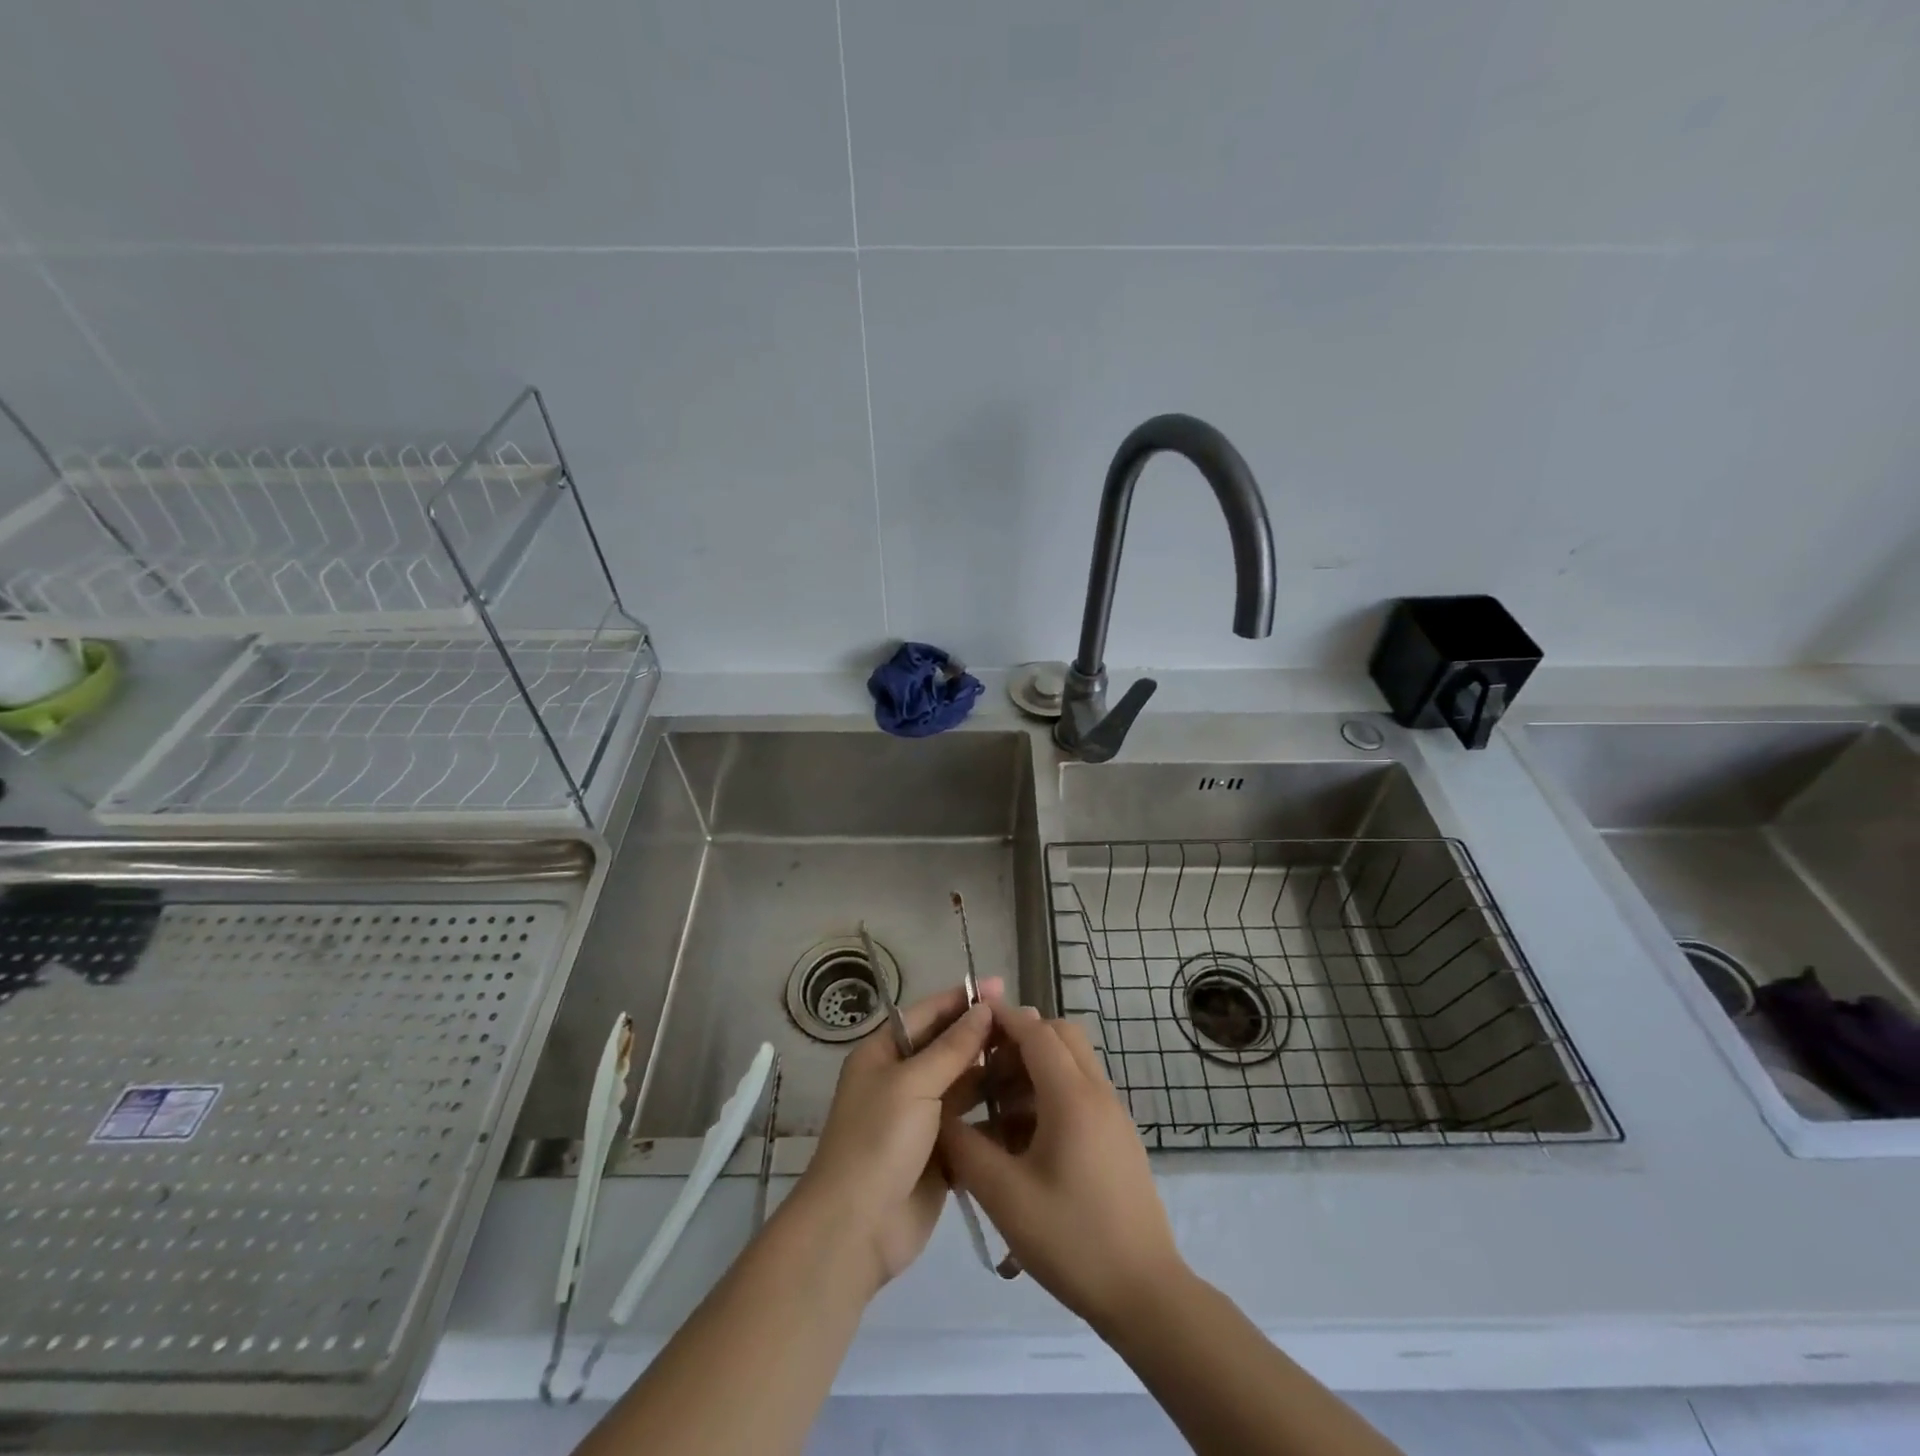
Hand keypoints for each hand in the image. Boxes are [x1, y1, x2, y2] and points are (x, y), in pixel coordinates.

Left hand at [789, 979, 999, 1292]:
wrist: (856, 1229)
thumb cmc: (878, 1140)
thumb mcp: (913, 1083)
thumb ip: (952, 1047)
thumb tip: (983, 1008)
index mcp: (883, 1054)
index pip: (927, 1014)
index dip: (962, 999)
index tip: (1002, 988)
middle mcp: (901, 1080)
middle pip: (948, 1049)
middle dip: (983, 1038)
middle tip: (1029, 1027)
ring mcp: (921, 1119)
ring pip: (964, 1087)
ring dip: (994, 1076)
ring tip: (1036, 1063)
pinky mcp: (939, 1156)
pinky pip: (971, 1126)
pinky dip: (994, 1117)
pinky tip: (1028, 1107)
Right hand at [941, 1002, 1185, 1332]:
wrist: (1145, 1294)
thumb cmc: (1072, 1239)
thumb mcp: (1004, 1195)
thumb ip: (966, 1147)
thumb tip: (940, 1115)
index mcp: (1072, 1096)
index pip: (1036, 1032)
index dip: (1003, 1017)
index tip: (971, 1013)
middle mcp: (1098, 1093)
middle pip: (1060, 1036)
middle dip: (1021, 1038)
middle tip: (984, 1063)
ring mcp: (1113, 1115)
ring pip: (1072, 1064)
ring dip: (1035, 1068)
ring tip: (995, 1106)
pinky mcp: (1118, 1138)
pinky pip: (1081, 1093)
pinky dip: (1050, 1094)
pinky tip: (1022, 1138)